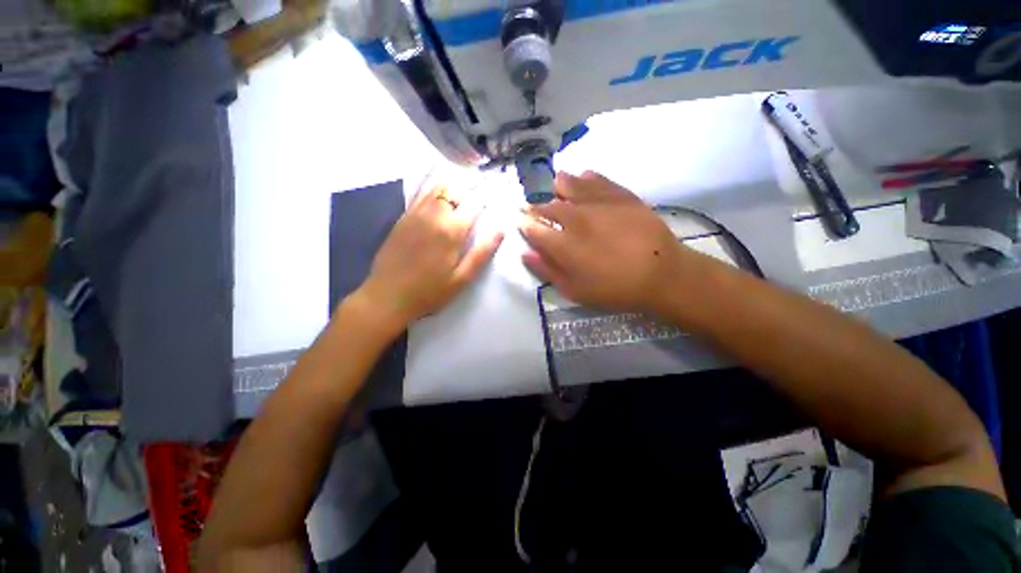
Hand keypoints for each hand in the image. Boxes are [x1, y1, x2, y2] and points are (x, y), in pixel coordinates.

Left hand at [356, 182, 503, 331]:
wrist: (387, 296)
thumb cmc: (430, 291)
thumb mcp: (462, 278)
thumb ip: (482, 253)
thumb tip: (500, 230)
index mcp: (452, 231)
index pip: (474, 203)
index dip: (488, 195)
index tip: (497, 191)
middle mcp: (434, 215)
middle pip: (456, 190)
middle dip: (472, 185)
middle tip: (483, 184)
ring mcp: (416, 214)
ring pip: (438, 187)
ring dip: (454, 183)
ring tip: (465, 181)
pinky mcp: (403, 217)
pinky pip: (420, 193)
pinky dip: (433, 186)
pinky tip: (439, 184)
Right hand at [519, 171, 708, 313]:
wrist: (661, 273)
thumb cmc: (614, 288)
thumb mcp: (575, 290)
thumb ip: (547, 270)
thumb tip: (525, 253)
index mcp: (563, 243)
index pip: (533, 228)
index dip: (524, 224)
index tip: (522, 223)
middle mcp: (575, 217)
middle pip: (548, 205)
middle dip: (536, 207)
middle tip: (536, 208)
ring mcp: (598, 202)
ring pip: (569, 184)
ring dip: (557, 186)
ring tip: (557, 188)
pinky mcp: (619, 194)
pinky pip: (596, 178)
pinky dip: (584, 177)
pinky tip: (582, 178)